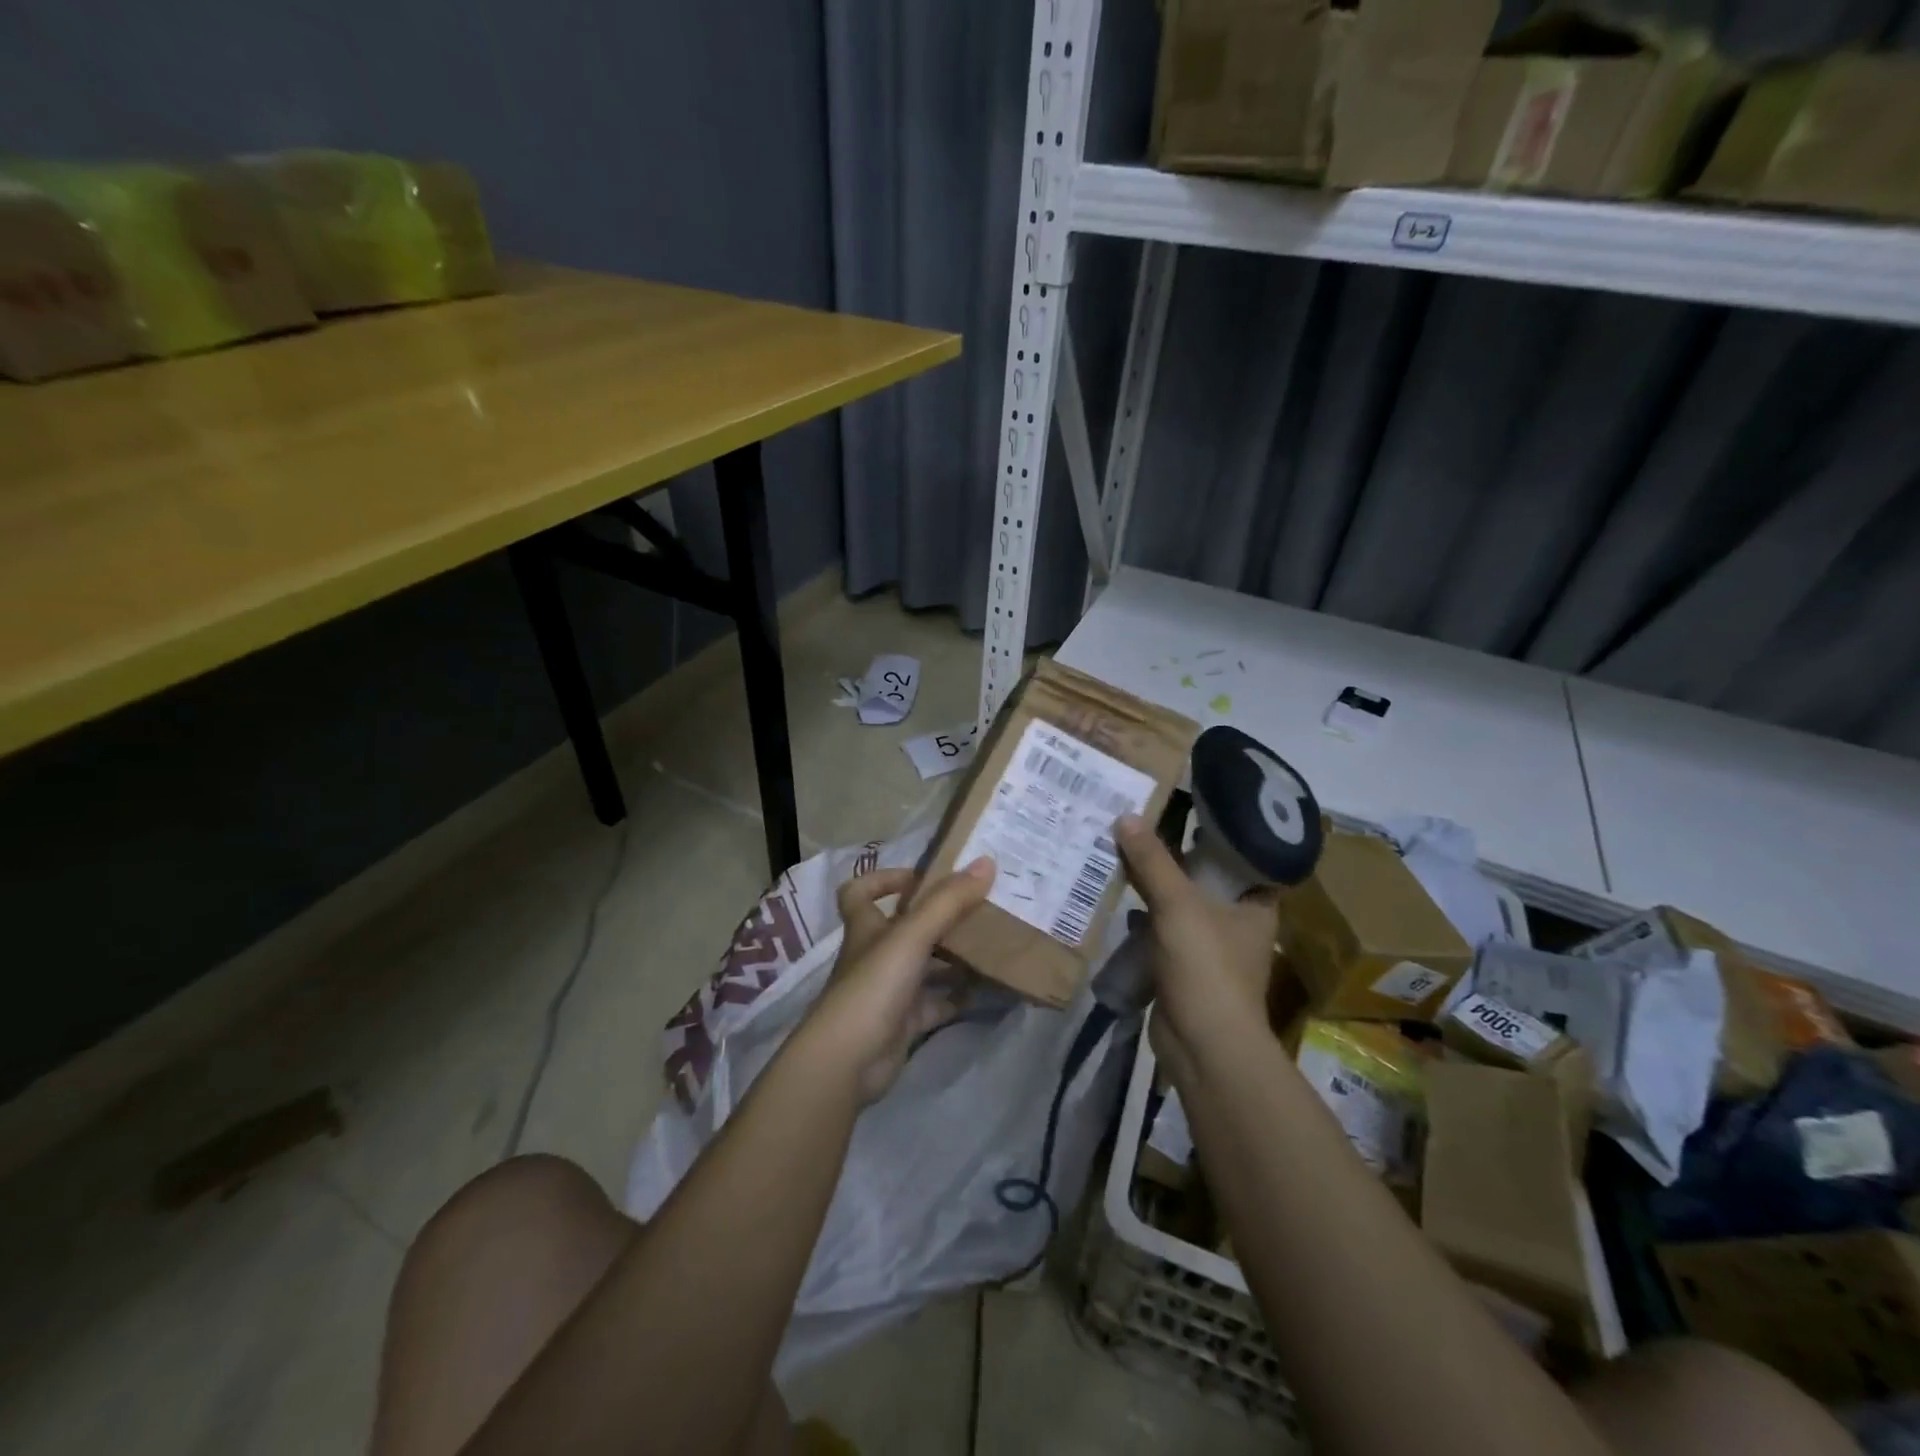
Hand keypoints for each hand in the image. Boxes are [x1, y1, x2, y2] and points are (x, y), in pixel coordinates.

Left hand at [804, 859, 995, 1105]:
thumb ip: (948, 901)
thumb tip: (986, 861)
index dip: (884, 879)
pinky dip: (959, 996)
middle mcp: (876, 954)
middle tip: (979, 907)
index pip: (860, 892)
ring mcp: (890, 990)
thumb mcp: (912, 936)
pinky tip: (988, 989)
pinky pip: (937, 1003)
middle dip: (938, 918)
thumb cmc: (873, 985)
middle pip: (904, 928)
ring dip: (954, 956)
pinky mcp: (904, 1022)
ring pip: (925, 965)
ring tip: (993, 944)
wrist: (847, 1061)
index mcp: (866, 927)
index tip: (921, 878)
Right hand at [1113, 815, 1279, 1081]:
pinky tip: (1119, 897)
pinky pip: (1162, 930)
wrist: (1204, 1047)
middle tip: (1143, 820)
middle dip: (1175, 854)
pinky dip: (1143, 916)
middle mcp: (1238, 921)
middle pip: (1206, 876)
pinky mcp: (1184, 968)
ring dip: (1155, 884)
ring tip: (1124, 848)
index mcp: (1256, 904)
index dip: (1218, 829)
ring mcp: (1211, 947)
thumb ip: (1153, 861)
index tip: (1188, 803)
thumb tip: (1126, 816)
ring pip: (1181, 903)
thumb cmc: (1207, 969)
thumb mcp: (1179, 905)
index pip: (1244, 854)